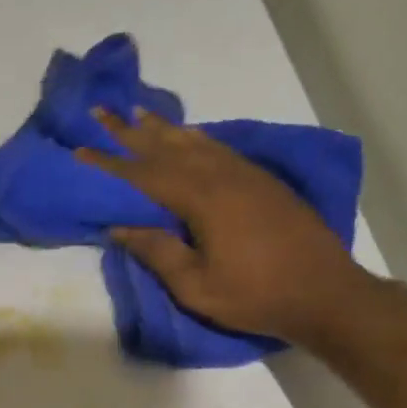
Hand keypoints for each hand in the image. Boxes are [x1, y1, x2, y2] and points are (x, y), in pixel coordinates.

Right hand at [78, 109, 371, 344]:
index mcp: (203, 200)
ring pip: (196, 142)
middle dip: (131, 131)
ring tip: (139, 114)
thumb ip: (158, 252)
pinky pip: (219, 149)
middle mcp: (223, 176)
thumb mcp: (197, 286)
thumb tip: (120, 226)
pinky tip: (188, 136)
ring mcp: (246, 176)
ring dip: (164, 129)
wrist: (325, 293)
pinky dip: (196, 138)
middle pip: (168, 148)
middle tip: (102, 111)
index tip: (81, 148)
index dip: (110, 162)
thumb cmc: (256, 296)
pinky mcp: (263, 182)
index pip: (145, 175)